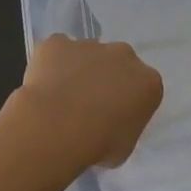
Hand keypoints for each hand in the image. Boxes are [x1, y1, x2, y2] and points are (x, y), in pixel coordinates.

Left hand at [17, 35, 164, 170]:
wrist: (56, 128)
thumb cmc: (97, 144)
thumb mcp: (124, 147)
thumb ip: (123, 126)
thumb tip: (110, 123)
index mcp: (147, 81)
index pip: (143, 89)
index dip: (127, 103)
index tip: (114, 119)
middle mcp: (124, 55)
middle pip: (118, 64)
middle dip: (106, 79)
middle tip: (87, 107)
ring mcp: (90, 45)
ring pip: (87, 55)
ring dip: (78, 71)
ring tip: (60, 101)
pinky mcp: (58, 42)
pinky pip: (56, 50)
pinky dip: (50, 64)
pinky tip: (42, 87)